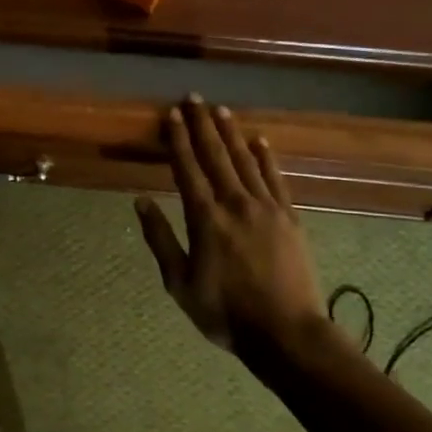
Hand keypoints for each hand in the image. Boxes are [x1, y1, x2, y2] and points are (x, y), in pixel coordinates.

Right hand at [135, 97, 325, 352]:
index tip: (172, 114)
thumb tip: (141, 201)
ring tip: (221, 110)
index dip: (178, 140)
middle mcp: (235, 204)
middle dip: (202, 126)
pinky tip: (260, 141)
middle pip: (216, 156)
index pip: (188, 169)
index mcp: (205, 219)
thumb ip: (160, 239)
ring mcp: (267, 208)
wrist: (286, 333)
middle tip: (194, 98)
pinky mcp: (290, 218)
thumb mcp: (179, 283)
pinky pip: (276, 179)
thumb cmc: (225, 312)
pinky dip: (267, 158)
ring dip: (232, 134)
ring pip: (246, 161)